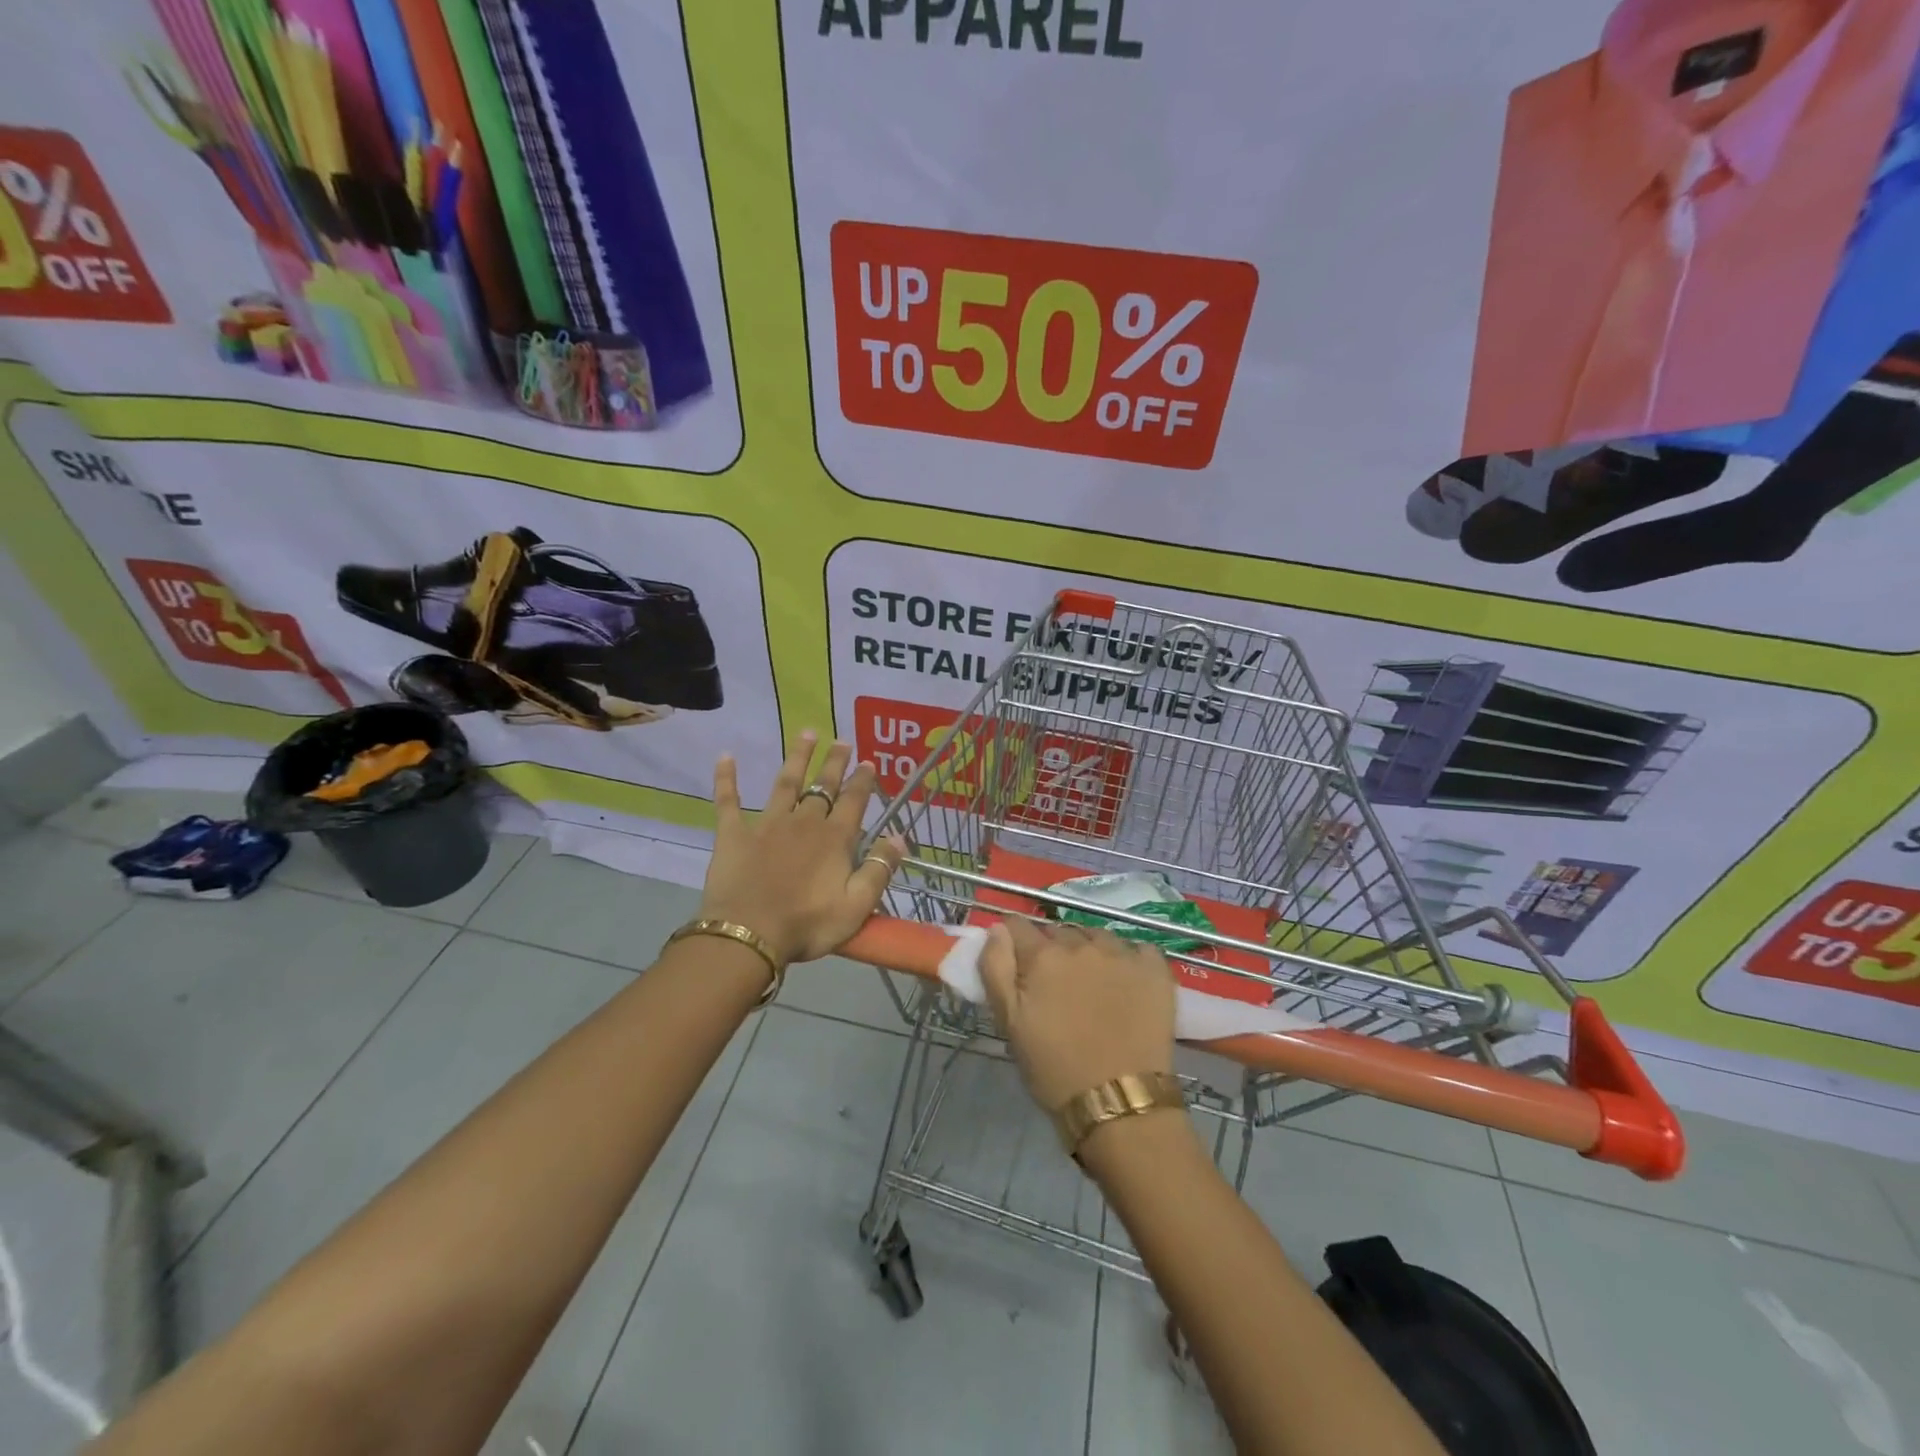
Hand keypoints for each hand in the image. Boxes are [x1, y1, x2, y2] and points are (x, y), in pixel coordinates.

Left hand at [700, 731, 905, 965]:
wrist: (748, 935)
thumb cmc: (807, 925)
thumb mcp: (857, 906)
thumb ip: (878, 869)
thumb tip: (898, 838)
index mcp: (834, 839)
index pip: (853, 801)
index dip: (862, 781)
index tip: (868, 762)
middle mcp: (804, 822)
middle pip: (823, 786)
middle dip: (834, 762)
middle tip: (842, 741)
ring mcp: (767, 824)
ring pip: (785, 783)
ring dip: (797, 758)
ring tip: (807, 733)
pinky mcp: (734, 834)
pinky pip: (729, 801)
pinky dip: (727, 779)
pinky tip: (726, 756)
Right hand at [978, 917, 1176, 1110]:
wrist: (1121, 1104)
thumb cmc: (1055, 1070)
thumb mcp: (1010, 1023)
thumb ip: (995, 968)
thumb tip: (997, 928)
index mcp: (1043, 956)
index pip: (1018, 926)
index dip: (1014, 942)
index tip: (1018, 964)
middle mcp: (1082, 944)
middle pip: (1059, 932)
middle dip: (1052, 950)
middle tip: (1055, 986)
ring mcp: (1122, 954)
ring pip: (1096, 936)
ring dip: (1089, 951)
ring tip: (1092, 985)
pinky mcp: (1155, 969)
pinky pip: (1136, 948)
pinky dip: (1129, 959)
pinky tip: (1126, 985)